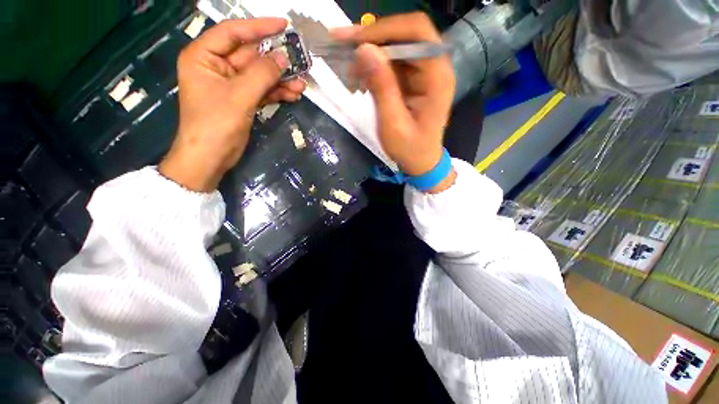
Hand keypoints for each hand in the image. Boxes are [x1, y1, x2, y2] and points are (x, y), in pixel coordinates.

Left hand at [160, 18, 305, 191]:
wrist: (211, 157)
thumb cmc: (216, 124)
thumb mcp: (239, 96)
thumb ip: (262, 74)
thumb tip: (284, 57)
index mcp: (204, 56)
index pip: (233, 32)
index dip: (259, 27)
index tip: (284, 25)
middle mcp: (217, 66)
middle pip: (251, 56)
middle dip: (276, 61)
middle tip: (300, 60)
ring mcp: (231, 85)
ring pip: (260, 75)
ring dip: (281, 80)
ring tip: (302, 84)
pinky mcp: (242, 100)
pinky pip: (262, 91)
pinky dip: (277, 93)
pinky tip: (293, 94)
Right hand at [332, 13, 456, 191]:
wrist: (421, 162)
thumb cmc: (410, 149)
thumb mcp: (393, 123)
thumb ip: (381, 87)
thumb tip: (364, 50)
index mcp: (437, 77)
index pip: (417, 32)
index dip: (385, 29)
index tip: (355, 41)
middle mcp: (435, 68)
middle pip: (405, 35)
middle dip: (373, 39)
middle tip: (343, 46)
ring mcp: (424, 73)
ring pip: (396, 49)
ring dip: (371, 55)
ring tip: (349, 70)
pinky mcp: (414, 81)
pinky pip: (393, 64)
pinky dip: (374, 68)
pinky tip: (360, 80)